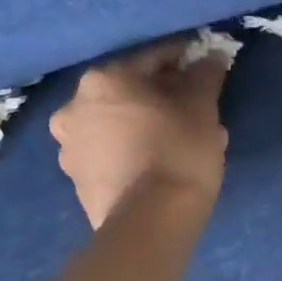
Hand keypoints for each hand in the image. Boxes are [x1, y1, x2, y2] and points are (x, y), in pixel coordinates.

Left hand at [51, 41, 230, 228]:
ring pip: (118, 124)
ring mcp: (70, 147)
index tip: (205, 67)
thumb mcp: (202, 106)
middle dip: (162, 97)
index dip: (184, 61)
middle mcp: (74, 106)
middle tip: (194, 108)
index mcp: (103, 79)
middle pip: (130, 92)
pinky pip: (111, 153)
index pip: (152, 59)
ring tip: (180, 140)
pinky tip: (161, 163)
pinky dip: (133, 150)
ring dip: (146, 125)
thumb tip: (211, 57)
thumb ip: (205, 74)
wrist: (149, 223)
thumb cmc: (177, 150)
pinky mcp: (76, 181)